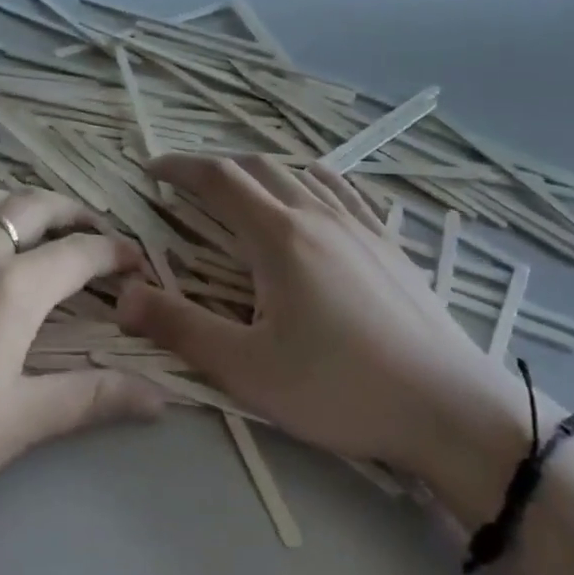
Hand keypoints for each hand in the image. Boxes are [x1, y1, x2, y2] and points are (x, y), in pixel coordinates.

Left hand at [0, 186, 165, 542]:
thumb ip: (90, 400)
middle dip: (70, 211)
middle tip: (89, 226)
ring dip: (13, 199)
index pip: (78, 254)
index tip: (133, 259)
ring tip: (27, 216)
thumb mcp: (15, 424)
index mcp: (10, 288)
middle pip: (32, 207)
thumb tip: (161, 396)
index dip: (113, 252)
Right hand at [117, 156, 529, 521]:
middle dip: (214, 166)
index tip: (151, 170)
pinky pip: (343, 191)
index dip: (179, 167)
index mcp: (278, 236)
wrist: (450, 408)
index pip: (218, 178)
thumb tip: (123, 294)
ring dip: (260, 171)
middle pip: (257, 167)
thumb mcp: (248, 369)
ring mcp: (359, 225)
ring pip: (300, 173)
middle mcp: (317, 214)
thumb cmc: (340, 389)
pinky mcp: (388, 243)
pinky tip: (314, 191)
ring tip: (241, 190)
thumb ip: (180, 328)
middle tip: (186, 184)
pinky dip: (311, 180)